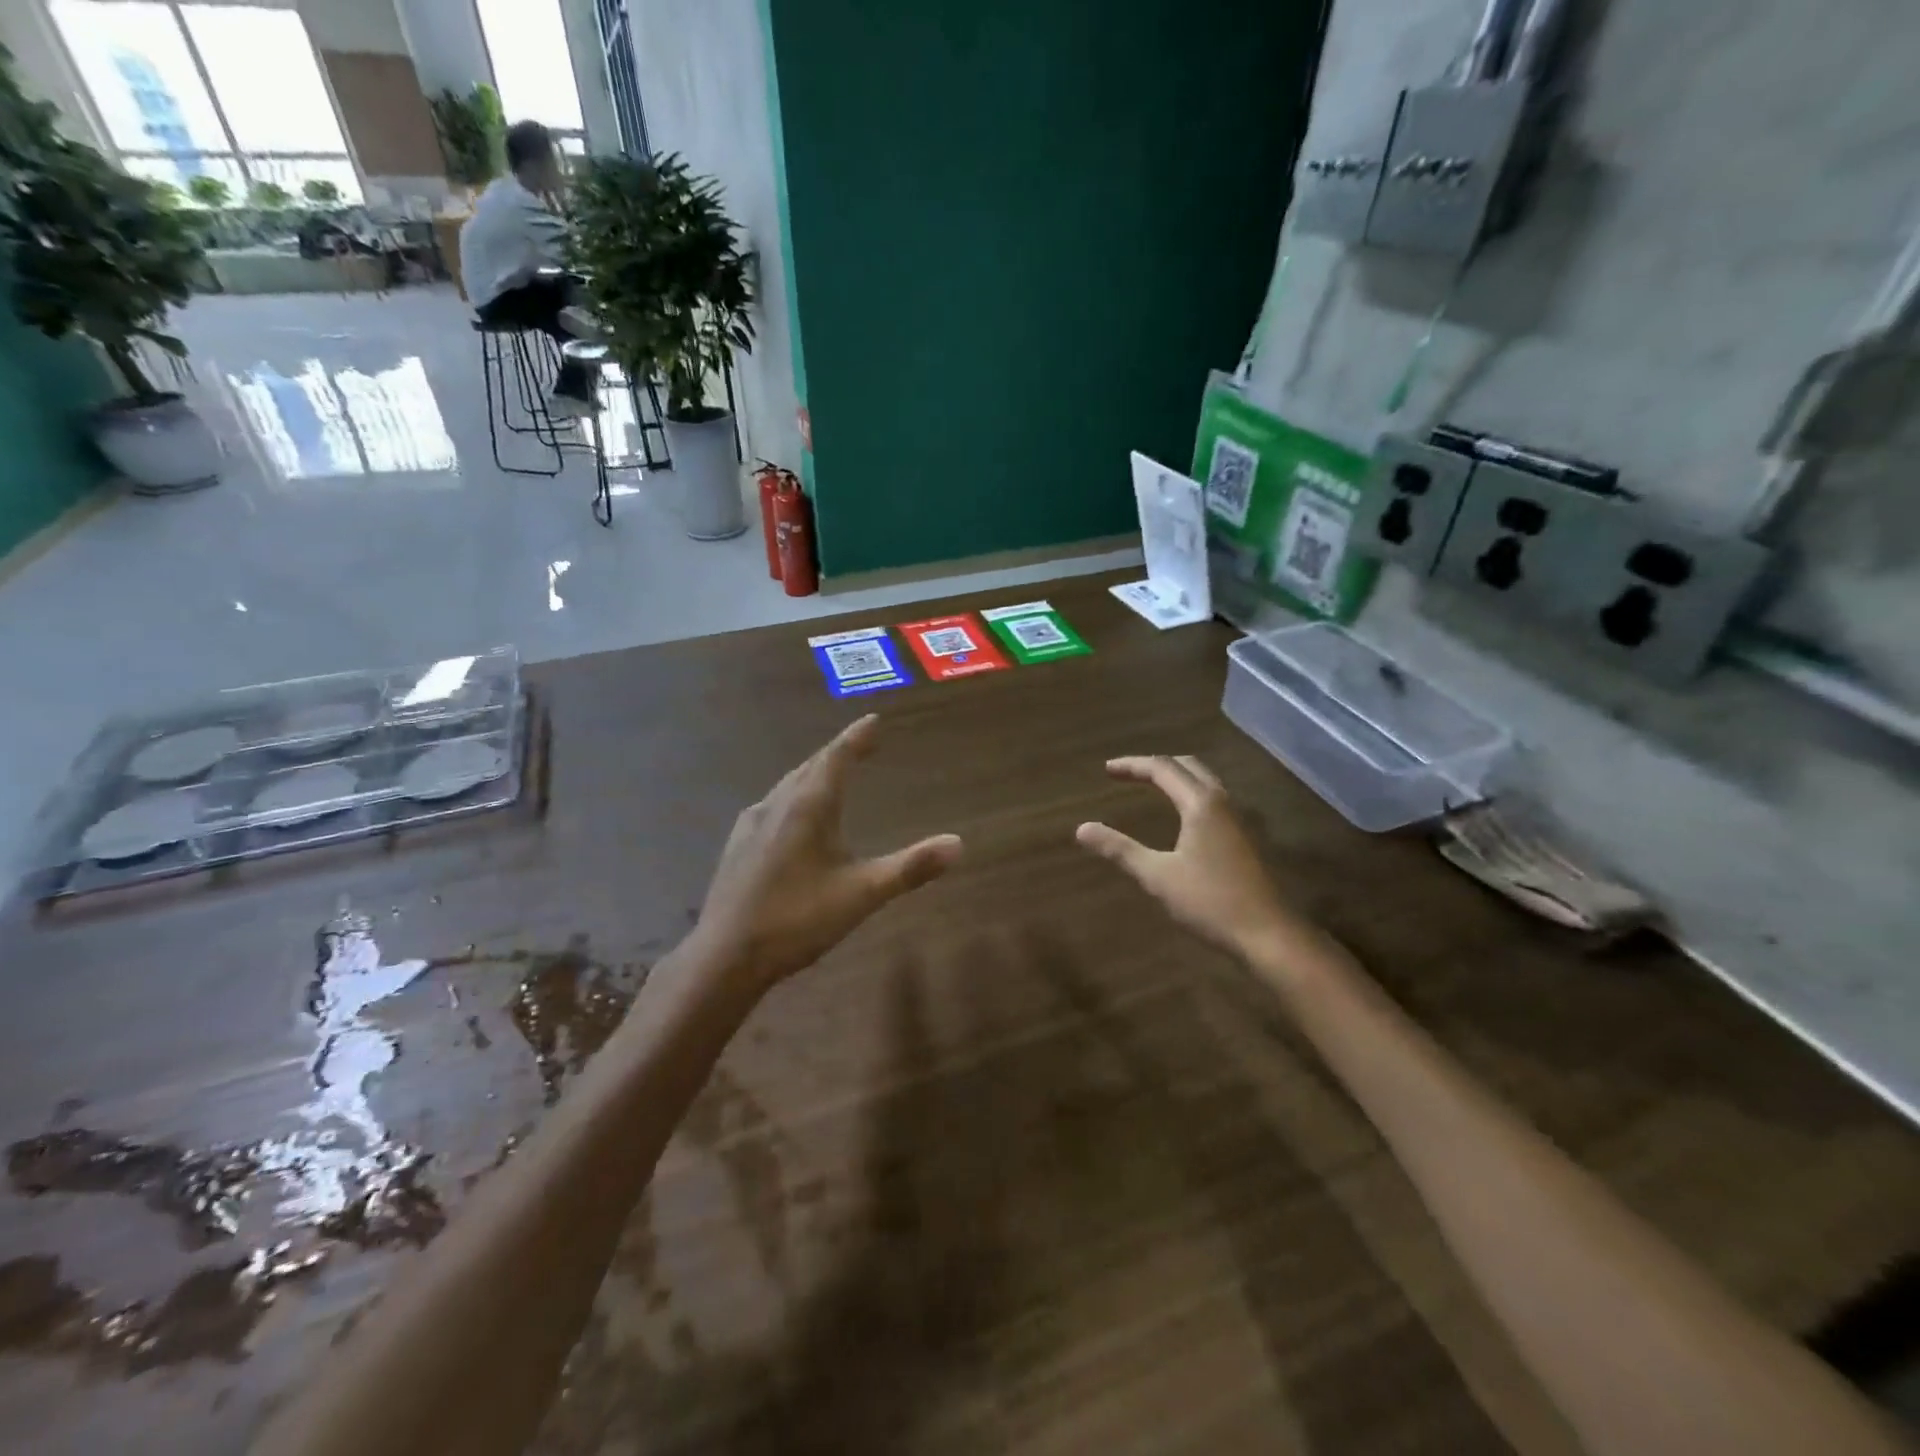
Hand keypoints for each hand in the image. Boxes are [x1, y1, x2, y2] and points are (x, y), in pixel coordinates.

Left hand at [695, 715, 962, 987]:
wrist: (726, 955)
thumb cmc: (798, 919)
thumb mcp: (863, 894)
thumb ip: (911, 868)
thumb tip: (958, 844)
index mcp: (808, 807)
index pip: (836, 758)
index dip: (856, 738)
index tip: (873, 720)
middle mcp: (776, 805)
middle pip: (810, 767)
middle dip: (837, 753)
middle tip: (859, 745)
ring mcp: (751, 824)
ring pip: (787, 786)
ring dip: (813, 774)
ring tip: (830, 775)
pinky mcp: (737, 846)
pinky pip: (771, 806)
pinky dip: (792, 797)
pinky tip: (790, 817)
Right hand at [1077, 756, 1299, 961]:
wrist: (1268, 934)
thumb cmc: (1210, 902)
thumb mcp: (1157, 876)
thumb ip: (1120, 849)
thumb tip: (1082, 828)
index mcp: (1200, 804)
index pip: (1162, 768)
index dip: (1132, 765)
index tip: (1107, 770)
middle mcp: (1221, 802)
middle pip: (1187, 766)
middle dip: (1156, 765)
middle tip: (1128, 773)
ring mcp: (1237, 820)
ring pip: (1205, 781)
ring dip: (1177, 776)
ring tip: (1152, 786)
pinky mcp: (1244, 838)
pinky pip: (1213, 799)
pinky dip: (1190, 792)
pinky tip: (1182, 815)